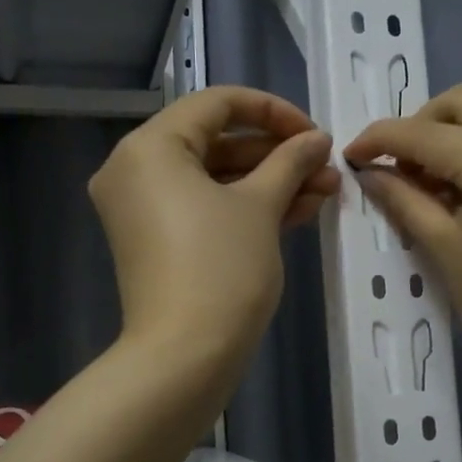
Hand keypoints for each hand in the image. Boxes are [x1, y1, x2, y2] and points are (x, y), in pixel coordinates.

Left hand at [90, 86, 337, 376]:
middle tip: (326, 168)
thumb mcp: (261, 206)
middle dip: (277, 155)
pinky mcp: (156, 240)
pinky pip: (203, 206)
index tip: (314, 134)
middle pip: (216, 141)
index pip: (217, 104)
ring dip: (269, 182)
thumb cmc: (222, 269)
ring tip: (324, 192)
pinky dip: (245, 206)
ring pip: (214, 178)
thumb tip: (316, 139)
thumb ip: (290, 161)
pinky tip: (298, 211)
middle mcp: (135, 169)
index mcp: (151, 147)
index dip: (273, 111)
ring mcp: (142, 208)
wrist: (184, 357)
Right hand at [344, 84, 461, 394]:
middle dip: (420, 126)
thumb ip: (403, 199)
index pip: (428, 133)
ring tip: (426, 183)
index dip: (382, 139)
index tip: (350, 153)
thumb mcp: (444, 249)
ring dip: (450, 136)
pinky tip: (461, 187)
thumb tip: (368, 171)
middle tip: (396, 168)